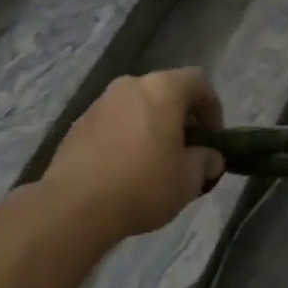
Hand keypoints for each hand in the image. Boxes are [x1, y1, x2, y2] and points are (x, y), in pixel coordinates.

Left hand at [42, 69, 225, 240]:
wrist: (74, 206)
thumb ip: (206, 161)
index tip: (212, 138)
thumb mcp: (189, 180)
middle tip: (187, 150)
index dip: (212, 107)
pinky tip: (126, 169)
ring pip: (137, 106)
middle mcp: (130, 85)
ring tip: (156, 162)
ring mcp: (100, 103)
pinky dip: (126, 136)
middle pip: (166, 91)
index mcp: (162, 89)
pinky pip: (114, 122)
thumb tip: (210, 158)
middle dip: (181, 118)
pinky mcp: (78, 124)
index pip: (198, 81)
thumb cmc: (142, 185)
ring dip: (152, 126)